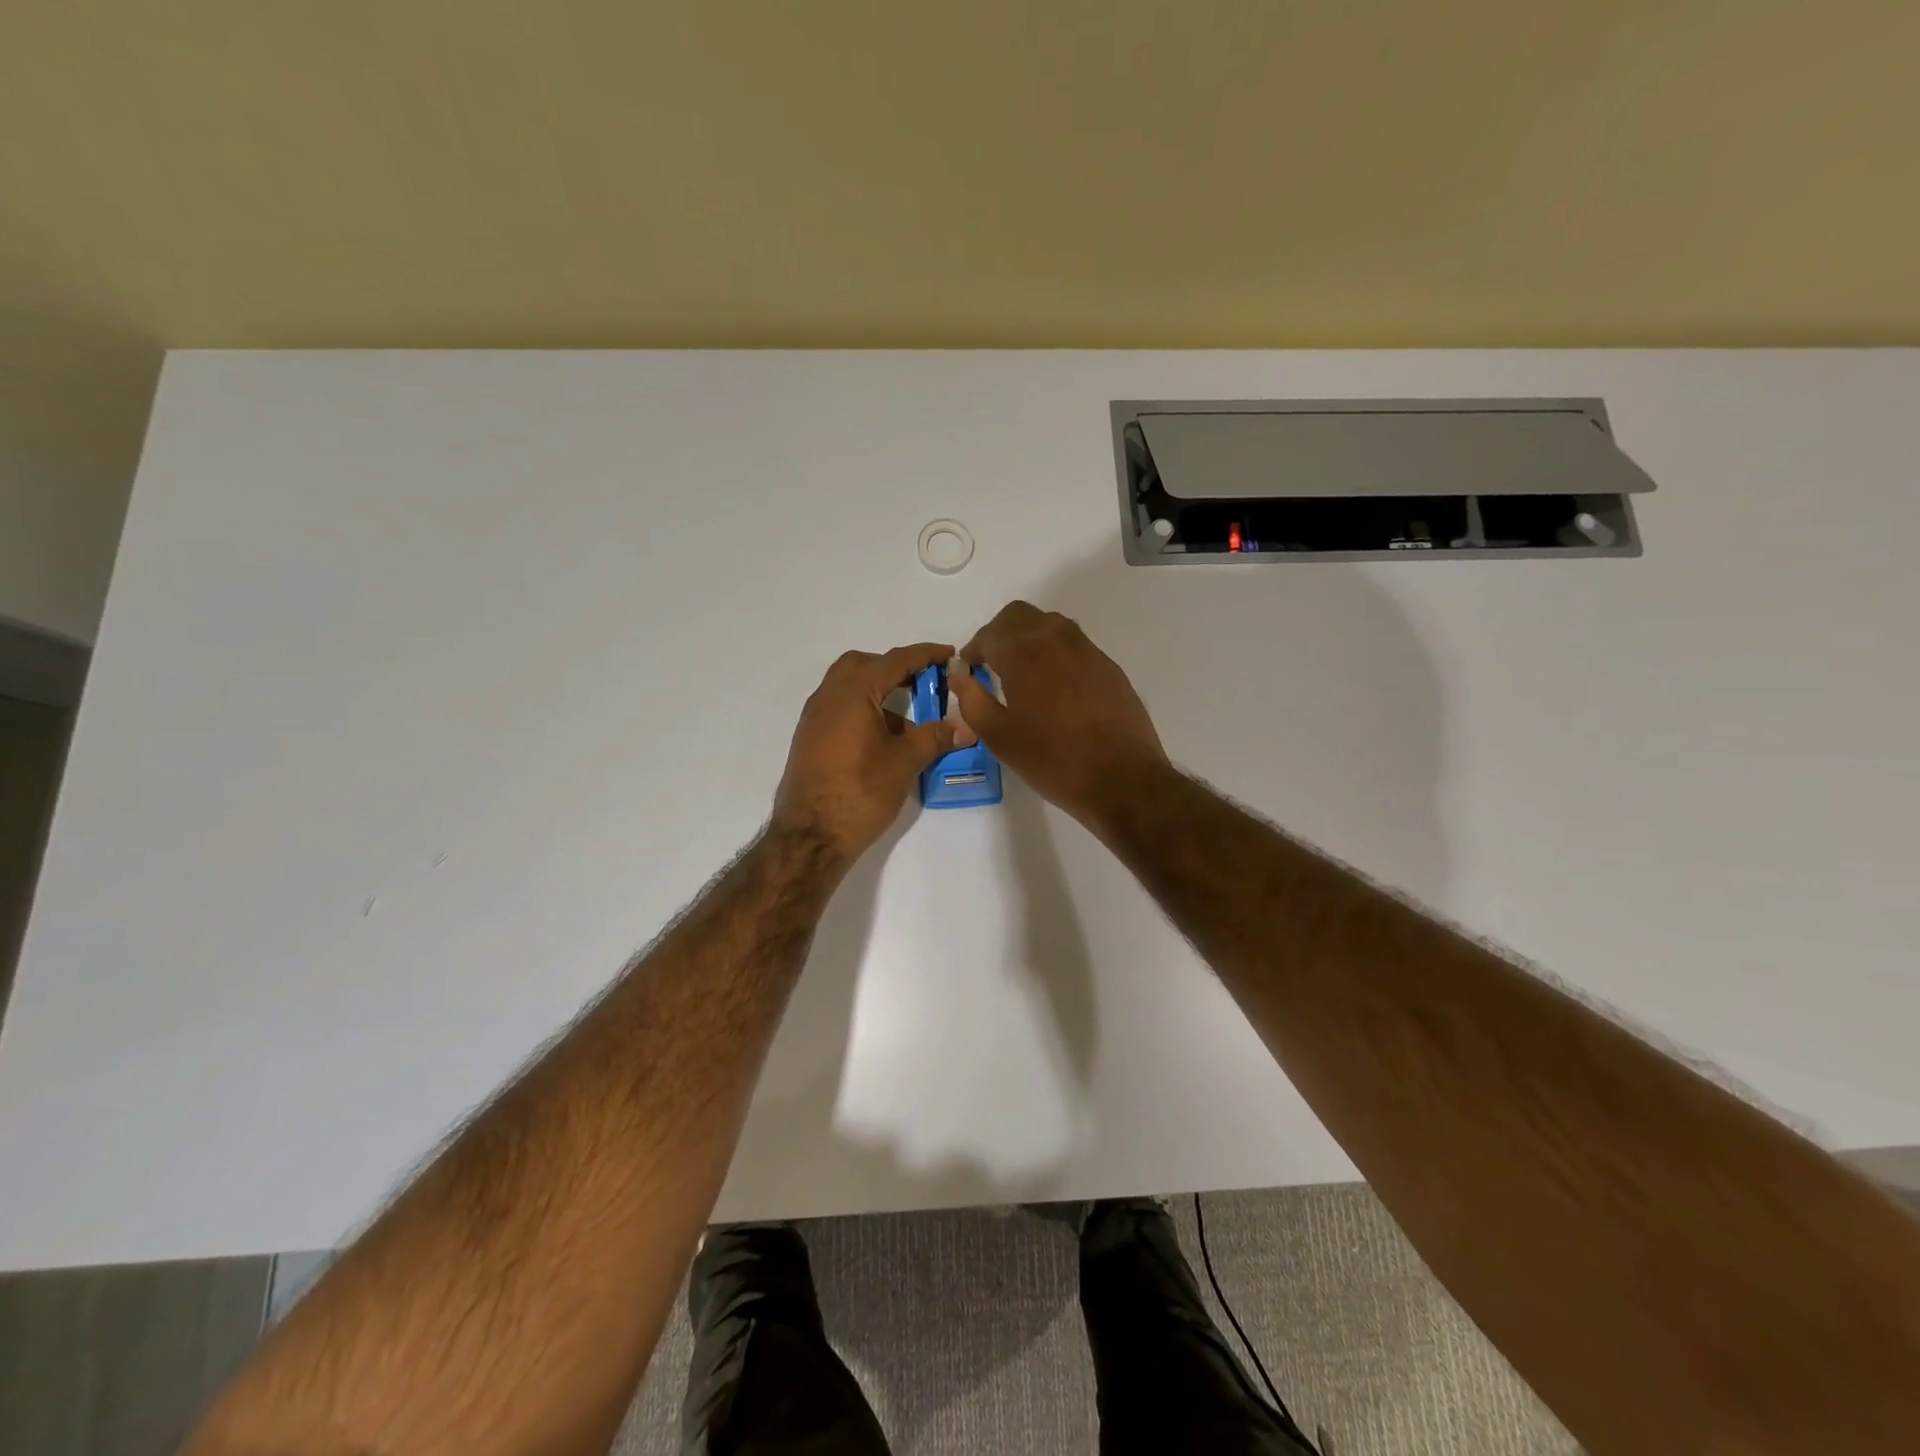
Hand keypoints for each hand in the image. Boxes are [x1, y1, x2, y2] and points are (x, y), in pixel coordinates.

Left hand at [771, 643, 960, 863]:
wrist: (810, 836)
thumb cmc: (860, 792)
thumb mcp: (904, 763)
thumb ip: (934, 738)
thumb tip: (965, 727)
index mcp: (853, 692)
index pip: (895, 660)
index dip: (925, 655)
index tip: (949, 655)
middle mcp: (828, 696)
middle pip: (863, 665)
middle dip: (894, 668)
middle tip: (922, 683)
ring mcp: (814, 718)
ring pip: (848, 687)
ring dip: (878, 692)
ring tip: (907, 723)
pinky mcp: (809, 739)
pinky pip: (839, 709)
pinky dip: (862, 710)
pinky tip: (882, 741)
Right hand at [950, 602, 1167, 824]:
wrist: (1121, 778)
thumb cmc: (1052, 760)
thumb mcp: (999, 737)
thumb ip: (972, 700)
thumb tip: (960, 674)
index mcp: (1025, 653)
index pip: (990, 633)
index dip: (974, 649)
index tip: (970, 671)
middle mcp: (1057, 639)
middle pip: (1020, 615)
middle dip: (1000, 634)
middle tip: (992, 665)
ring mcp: (1088, 650)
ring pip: (1050, 624)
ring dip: (1029, 638)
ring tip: (1022, 674)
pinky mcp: (1108, 666)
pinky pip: (1074, 644)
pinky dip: (1055, 652)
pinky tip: (1054, 687)